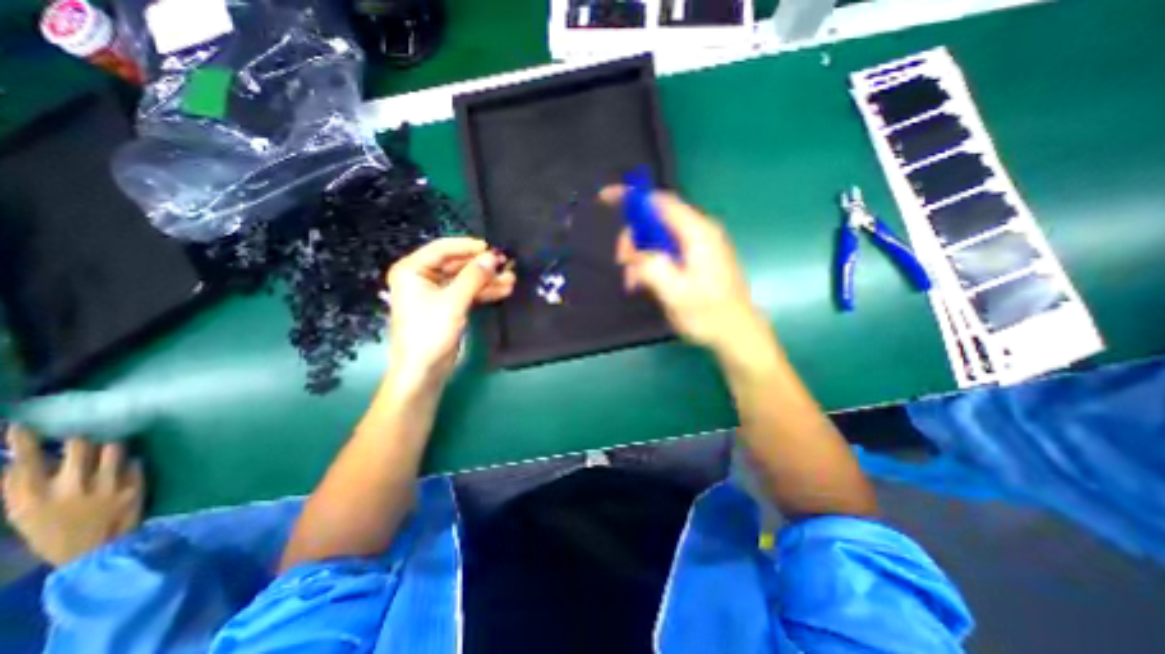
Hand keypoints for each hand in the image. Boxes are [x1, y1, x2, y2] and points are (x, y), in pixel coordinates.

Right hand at [4, 425, 143, 564]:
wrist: (94, 552)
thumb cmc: (54, 533)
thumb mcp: (25, 515)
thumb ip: (24, 488)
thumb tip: (20, 462)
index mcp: (32, 499)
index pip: (23, 463)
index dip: (23, 442)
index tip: (22, 425)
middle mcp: (70, 487)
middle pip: (79, 447)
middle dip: (81, 438)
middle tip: (83, 437)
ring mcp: (107, 485)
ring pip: (113, 448)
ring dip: (111, 446)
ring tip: (109, 448)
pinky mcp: (135, 484)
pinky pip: (134, 462)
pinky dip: (130, 461)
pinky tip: (126, 464)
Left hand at [385, 238, 514, 385]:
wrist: (423, 371)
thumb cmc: (430, 332)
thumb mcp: (453, 301)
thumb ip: (474, 277)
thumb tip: (494, 257)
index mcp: (413, 270)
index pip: (443, 249)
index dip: (469, 247)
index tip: (493, 248)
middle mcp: (423, 277)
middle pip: (457, 264)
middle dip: (482, 266)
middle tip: (507, 265)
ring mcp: (436, 293)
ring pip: (466, 280)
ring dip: (487, 280)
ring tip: (511, 279)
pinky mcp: (448, 307)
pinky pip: (468, 293)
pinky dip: (484, 292)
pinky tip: (503, 290)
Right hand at [600, 184, 771, 361]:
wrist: (736, 334)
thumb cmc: (709, 315)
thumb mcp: (675, 293)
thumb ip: (652, 266)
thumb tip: (635, 250)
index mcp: (698, 233)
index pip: (659, 201)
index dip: (632, 197)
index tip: (605, 199)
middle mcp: (699, 232)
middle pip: (655, 220)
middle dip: (634, 239)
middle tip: (623, 265)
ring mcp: (698, 245)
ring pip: (657, 238)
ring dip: (640, 257)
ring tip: (633, 283)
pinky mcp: (695, 258)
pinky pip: (665, 251)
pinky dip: (650, 264)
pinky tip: (643, 283)